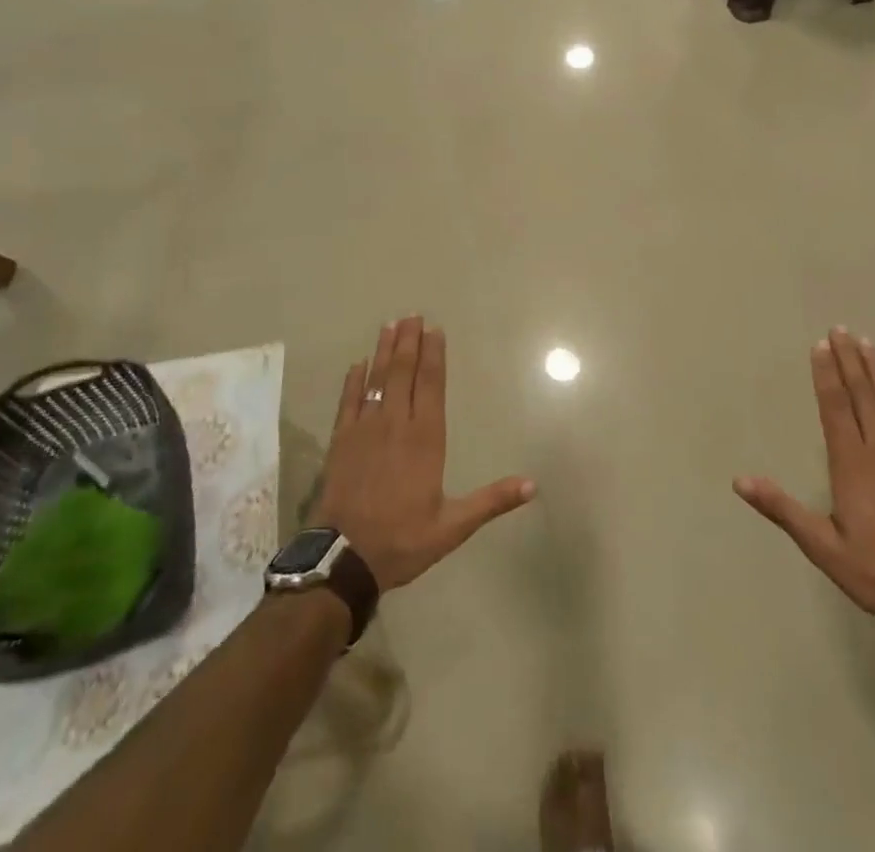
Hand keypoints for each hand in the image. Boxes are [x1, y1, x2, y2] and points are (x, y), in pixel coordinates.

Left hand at [315, 317, 535, 590]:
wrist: (344, 559)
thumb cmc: (403, 539)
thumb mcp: (453, 526)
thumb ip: (492, 501)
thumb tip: (533, 485)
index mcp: (425, 438)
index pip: (431, 385)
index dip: (433, 355)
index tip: (434, 330)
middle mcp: (396, 424)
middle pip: (403, 373)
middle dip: (408, 342)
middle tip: (412, 315)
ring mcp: (365, 430)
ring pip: (377, 380)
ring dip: (384, 351)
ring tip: (390, 326)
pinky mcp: (341, 441)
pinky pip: (349, 401)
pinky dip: (354, 380)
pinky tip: (358, 364)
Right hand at [736, 330, 874, 633]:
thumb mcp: (822, 546)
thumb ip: (782, 509)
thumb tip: (740, 480)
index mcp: (850, 463)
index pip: (833, 408)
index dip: (825, 375)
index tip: (820, 345)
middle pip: (861, 397)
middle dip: (848, 361)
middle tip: (840, 329)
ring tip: (868, 343)